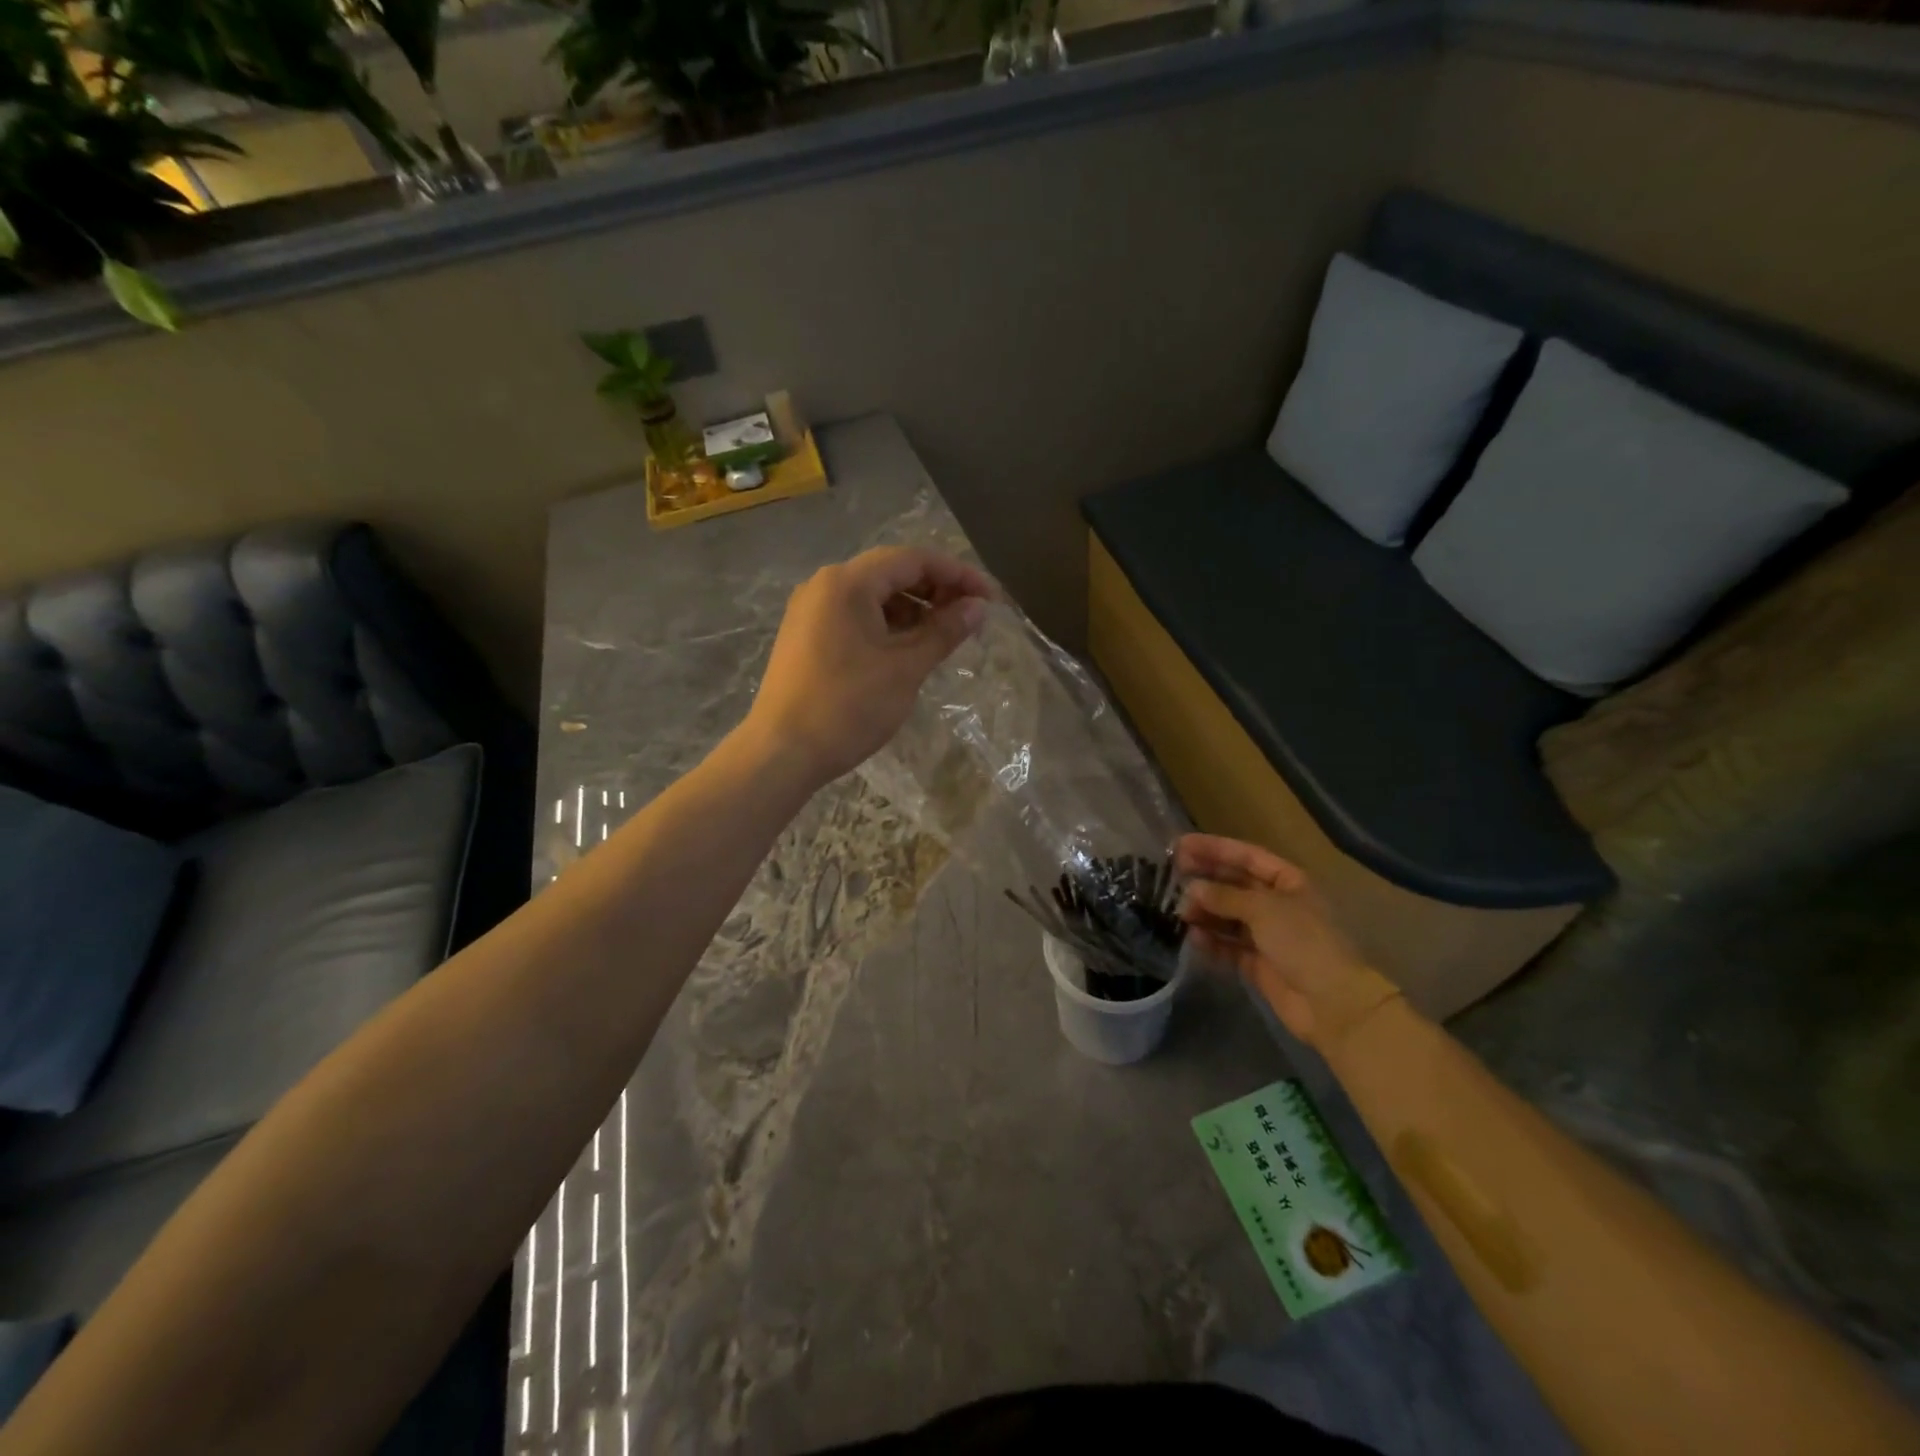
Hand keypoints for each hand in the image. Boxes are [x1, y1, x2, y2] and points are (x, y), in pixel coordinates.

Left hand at [745, 546, 991, 789]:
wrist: (782, 752)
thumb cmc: (848, 707)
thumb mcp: (905, 668)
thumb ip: (944, 631)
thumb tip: (977, 607)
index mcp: (848, 582)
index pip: (913, 559)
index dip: (957, 574)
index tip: (990, 599)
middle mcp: (825, 585)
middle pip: (891, 572)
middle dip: (935, 589)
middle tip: (970, 617)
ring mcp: (810, 610)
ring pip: (872, 595)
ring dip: (912, 609)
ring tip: (943, 636)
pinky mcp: (805, 635)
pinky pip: (854, 616)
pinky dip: (886, 625)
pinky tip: (907, 649)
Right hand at [1176, 834, 1400, 1053]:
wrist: (1332, 1004)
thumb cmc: (1304, 942)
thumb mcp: (1263, 909)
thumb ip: (1224, 896)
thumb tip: (1192, 889)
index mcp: (1289, 881)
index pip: (1247, 856)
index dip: (1214, 848)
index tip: (1181, 844)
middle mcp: (1278, 904)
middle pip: (1235, 884)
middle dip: (1205, 879)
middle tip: (1172, 874)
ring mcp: (1268, 934)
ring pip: (1228, 915)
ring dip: (1205, 911)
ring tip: (1181, 912)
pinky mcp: (1258, 963)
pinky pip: (1228, 945)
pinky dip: (1212, 941)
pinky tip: (1194, 938)